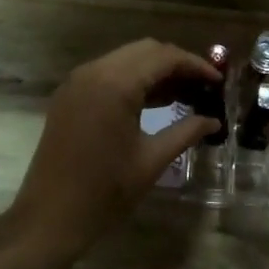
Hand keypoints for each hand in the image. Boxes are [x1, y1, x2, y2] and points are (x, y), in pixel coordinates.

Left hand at [7, 39, 220, 260]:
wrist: (50, 217)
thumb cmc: (104, 191)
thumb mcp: (151, 161)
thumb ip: (185, 132)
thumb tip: (213, 121)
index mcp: (115, 84)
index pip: (164, 57)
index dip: (195, 66)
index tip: (218, 82)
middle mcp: (93, 72)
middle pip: (144, 51)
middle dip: (176, 64)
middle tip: (203, 87)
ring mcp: (76, 83)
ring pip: (125, 60)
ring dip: (154, 71)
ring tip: (185, 95)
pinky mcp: (69, 97)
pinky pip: (107, 74)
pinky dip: (133, 81)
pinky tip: (153, 102)